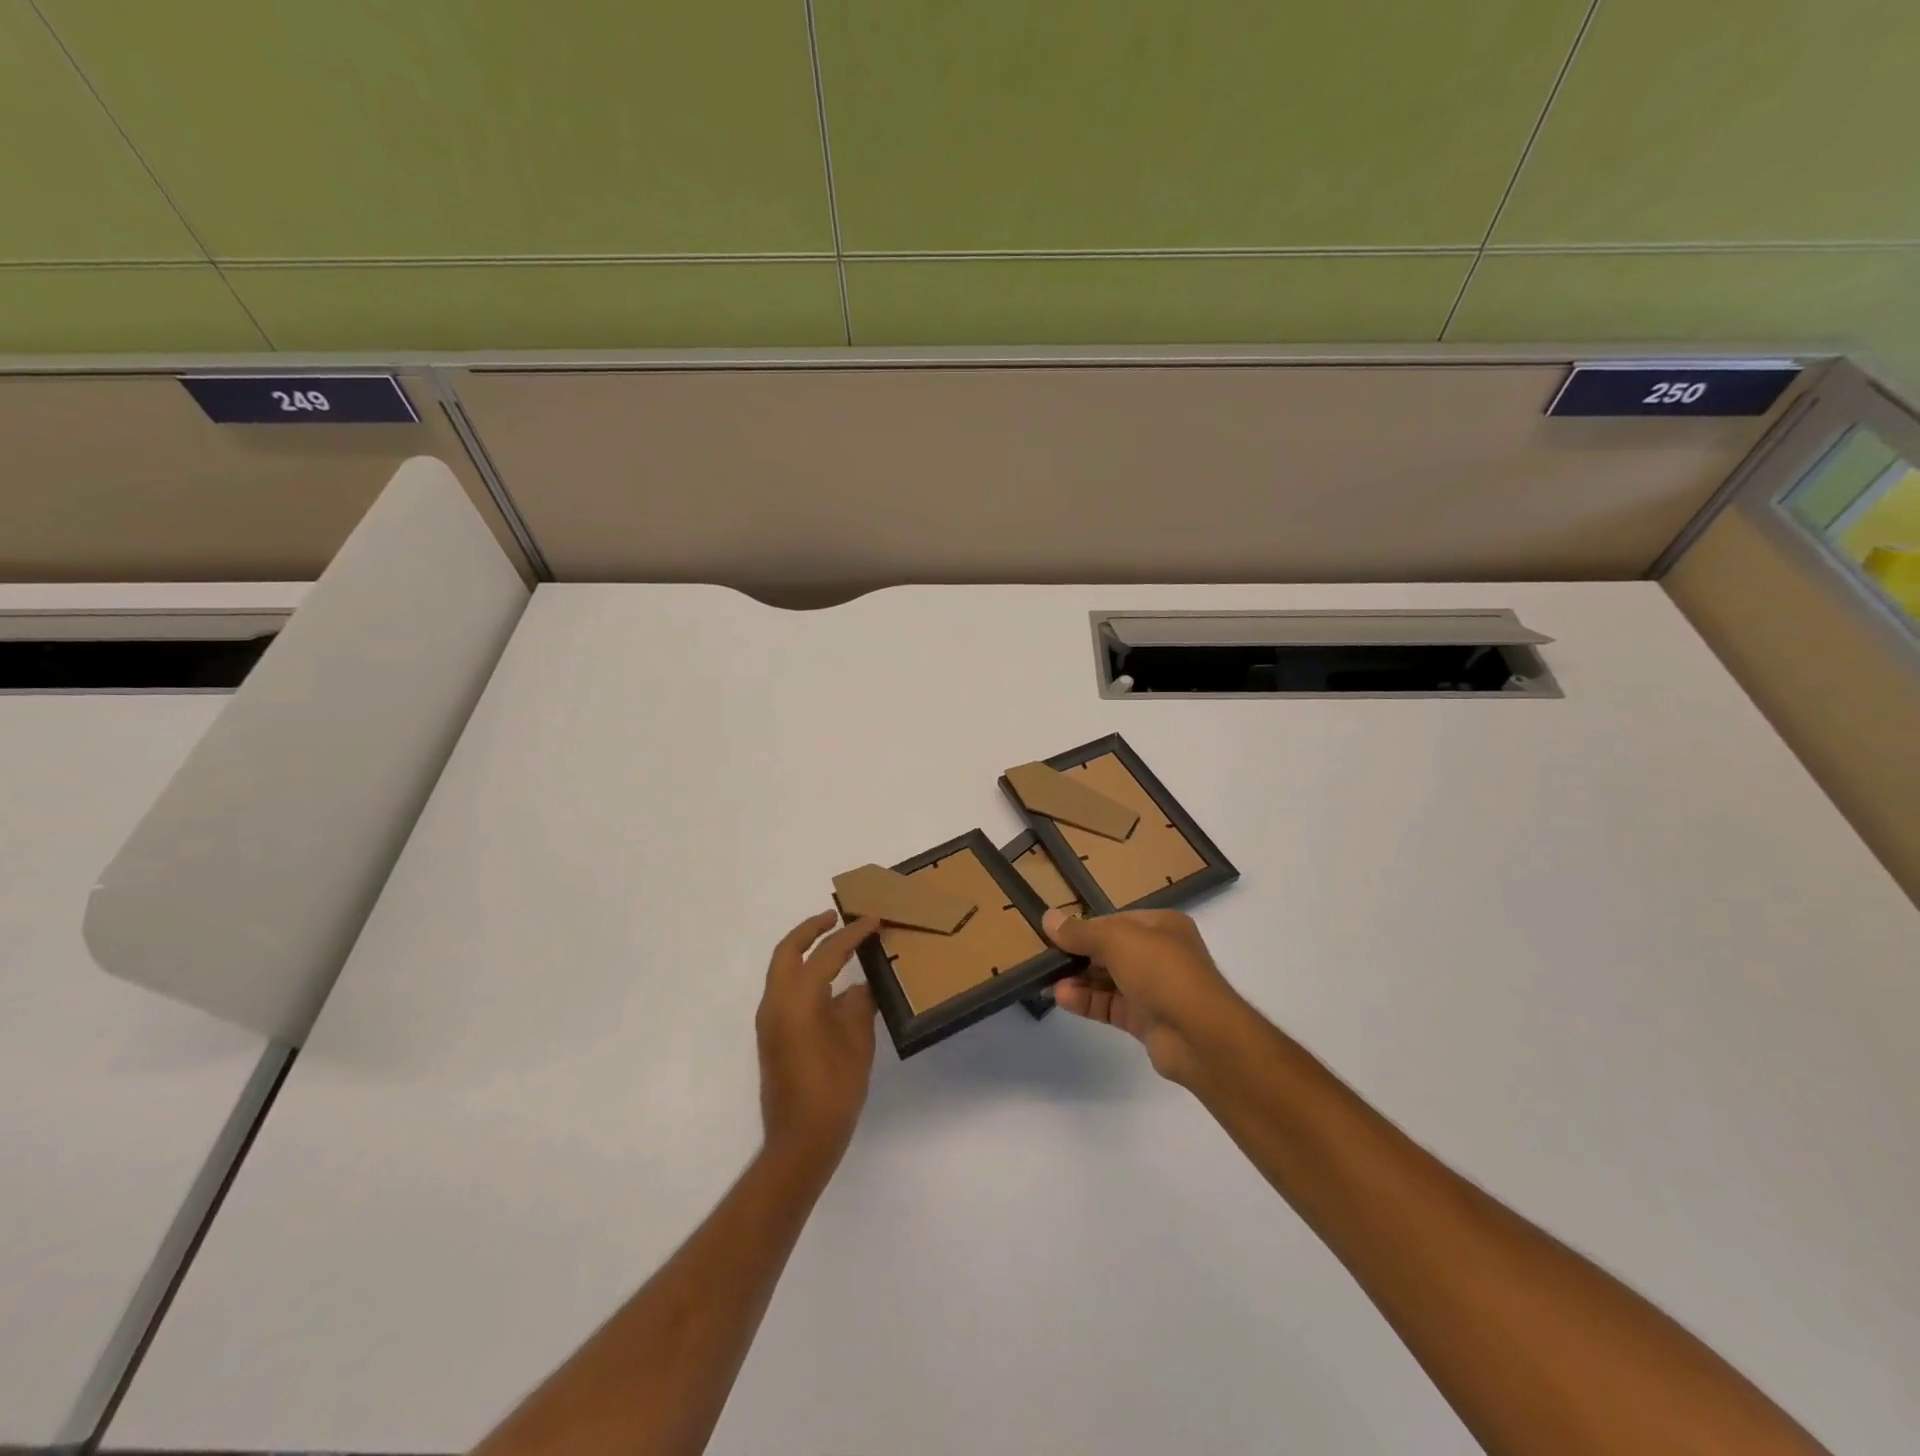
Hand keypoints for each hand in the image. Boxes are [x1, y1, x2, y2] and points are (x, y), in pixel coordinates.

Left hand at [755, 911, 881, 1171]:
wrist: (800, 1140)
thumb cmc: (834, 1090)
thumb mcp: (857, 1042)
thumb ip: (858, 1005)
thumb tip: (859, 986)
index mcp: (798, 999)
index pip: (827, 954)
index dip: (852, 934)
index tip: (873, 920)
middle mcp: (776, 1002)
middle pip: (788, 951)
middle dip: (811, 930)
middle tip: (836, 917)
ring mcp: (770, 1020)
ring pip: (783, 970)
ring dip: (805, 951)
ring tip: (836, 943)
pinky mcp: (772, 1035)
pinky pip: (785, 989)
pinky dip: (804, 974)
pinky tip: (830, 983)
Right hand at [1043, 907, 1246, 1084]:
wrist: (1200, 1035)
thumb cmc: (1162, 970)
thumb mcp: (1116, 939)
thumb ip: (1080, 931)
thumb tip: (1047, 918)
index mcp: (1162, 926)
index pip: (1116, 921)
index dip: (1086, 926)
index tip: (1055, 933)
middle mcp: (1160, 955)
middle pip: (1111, 951)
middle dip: (1078, 955)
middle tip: (1045, 957)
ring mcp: (1155, 990)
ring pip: (1109, 980)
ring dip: (1078, 980)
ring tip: (1046, 980)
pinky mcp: (1147, 1021)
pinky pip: (1111, 1006)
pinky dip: (1087, 1001)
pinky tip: (1061, 998)